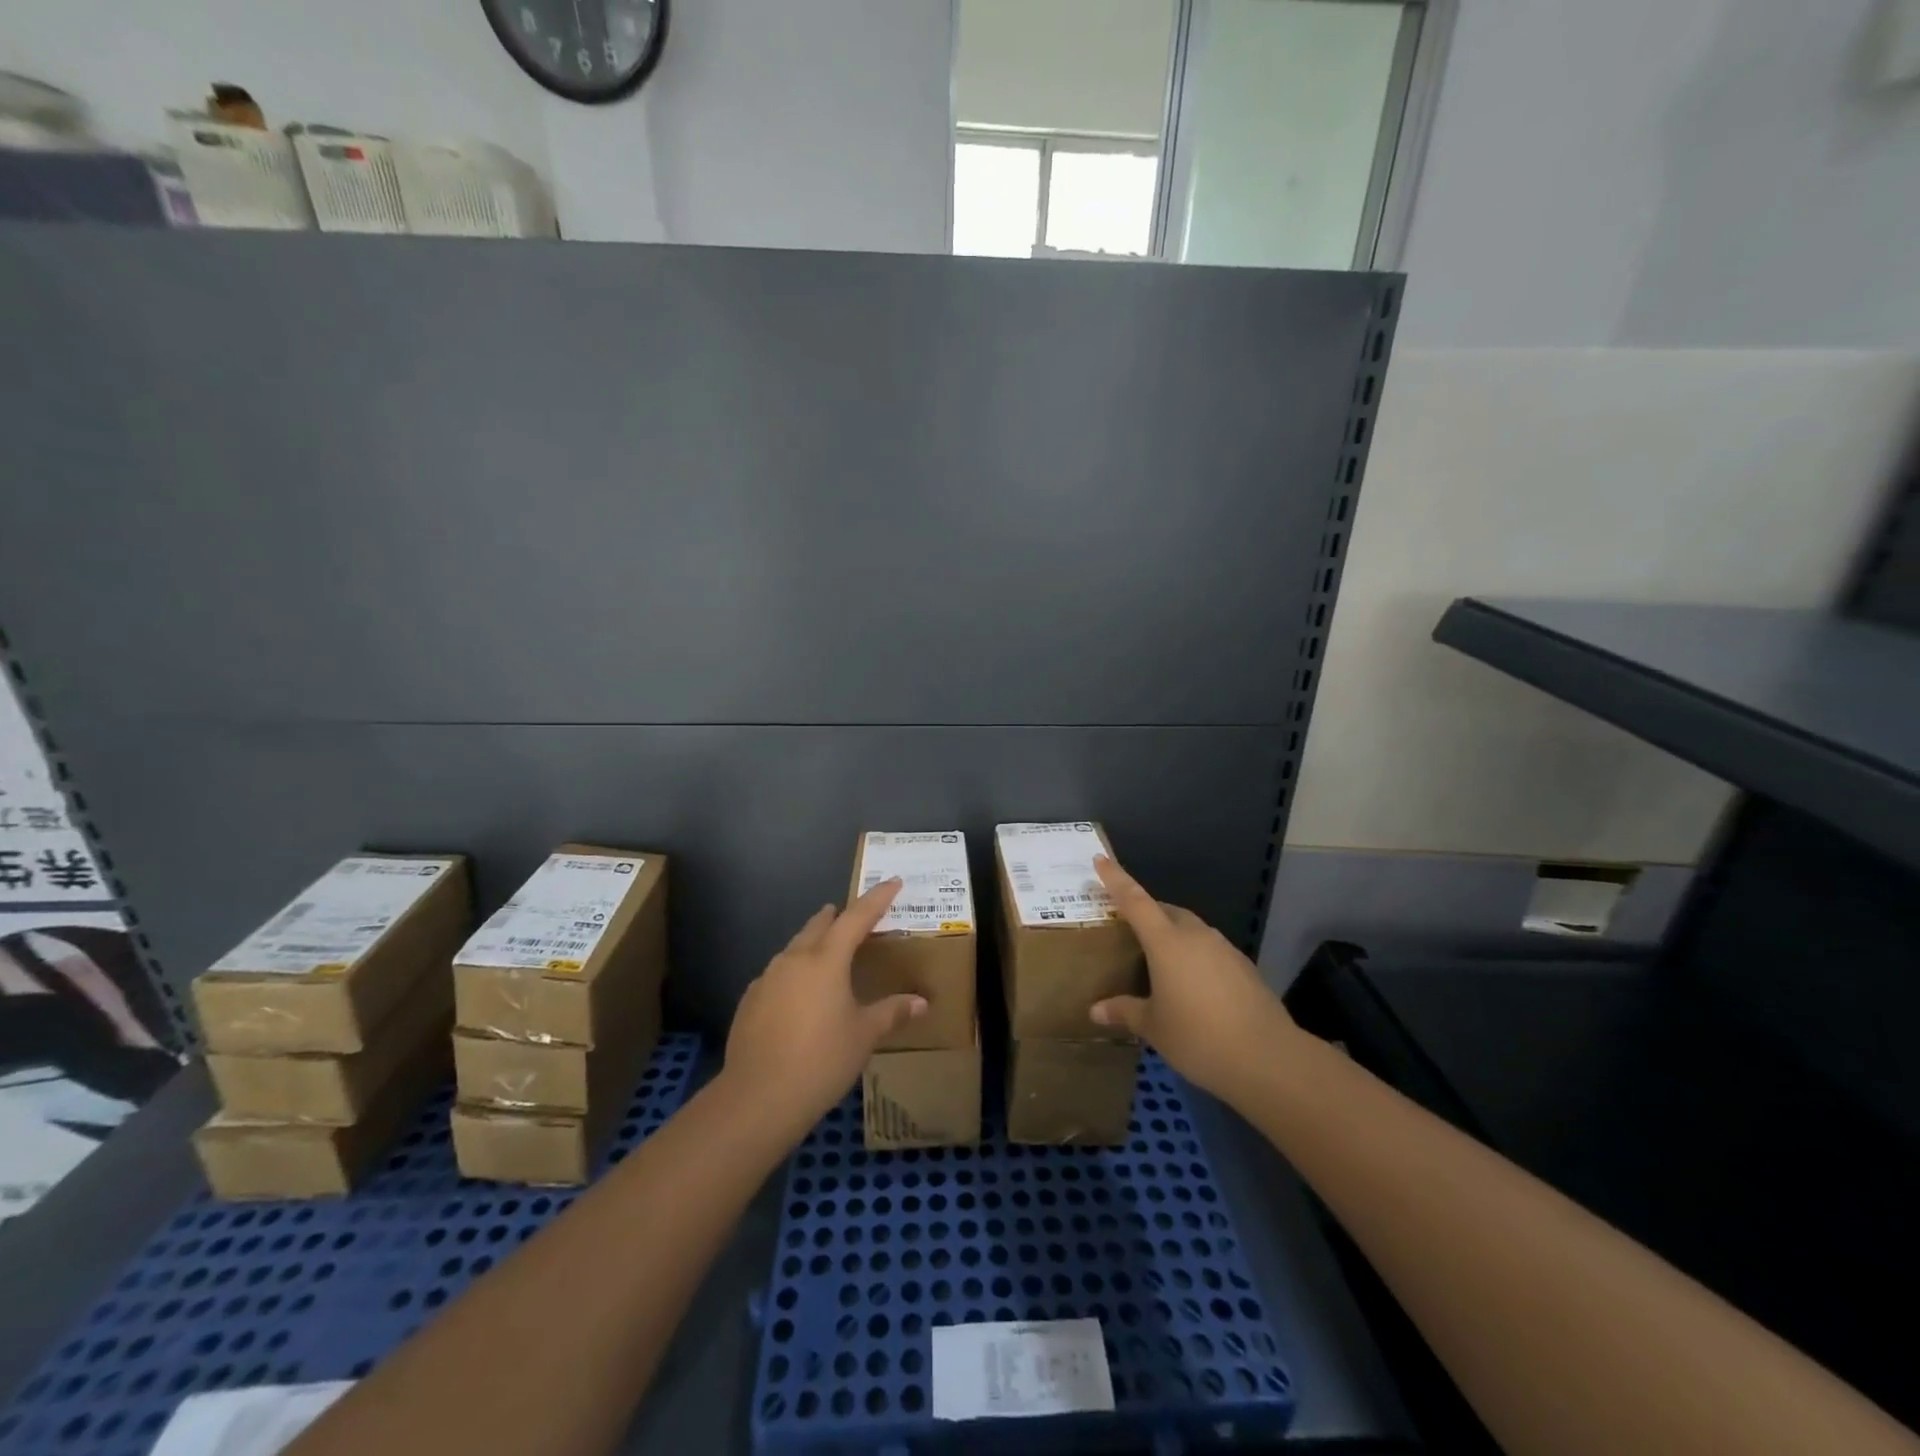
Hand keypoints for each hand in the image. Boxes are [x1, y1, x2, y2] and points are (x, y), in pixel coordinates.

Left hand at [721, 878, 927, 1143]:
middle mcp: (794, 960)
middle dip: (837, 917)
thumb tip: (922, 1002)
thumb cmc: (822, 1060)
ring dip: (812, 944)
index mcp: (826, 960)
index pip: (856, 918)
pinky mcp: (750, 1001)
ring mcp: (767, 979)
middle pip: (818, 926)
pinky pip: (777, 975)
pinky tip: (798, 995)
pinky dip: (793, 974)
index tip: (892, 882)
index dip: (877, 899)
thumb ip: (892, 1012)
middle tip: (852, 917)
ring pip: (794, 949)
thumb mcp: (864, 1035)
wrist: (758, 1097)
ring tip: (826, 954)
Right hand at [1088, 855, 1302, 1104]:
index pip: (1135, 900)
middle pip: (1166, 911)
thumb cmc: (1199, 1037)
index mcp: (1166, 942)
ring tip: (1160, 961)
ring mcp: (1224, 949)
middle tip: (1129, 927)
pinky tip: (1193, 985)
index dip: (1116, 878)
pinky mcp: (1244, 967)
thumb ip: (1125, 1012)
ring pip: (1191, 930)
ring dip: (1173, 935)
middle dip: (1146, 912)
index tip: (1101, 859)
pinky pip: (1211, 950)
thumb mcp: (1154, 1027)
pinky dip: (1196, 956)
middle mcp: (1196, 936)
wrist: (1268, 1058)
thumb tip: (1095, 1011)